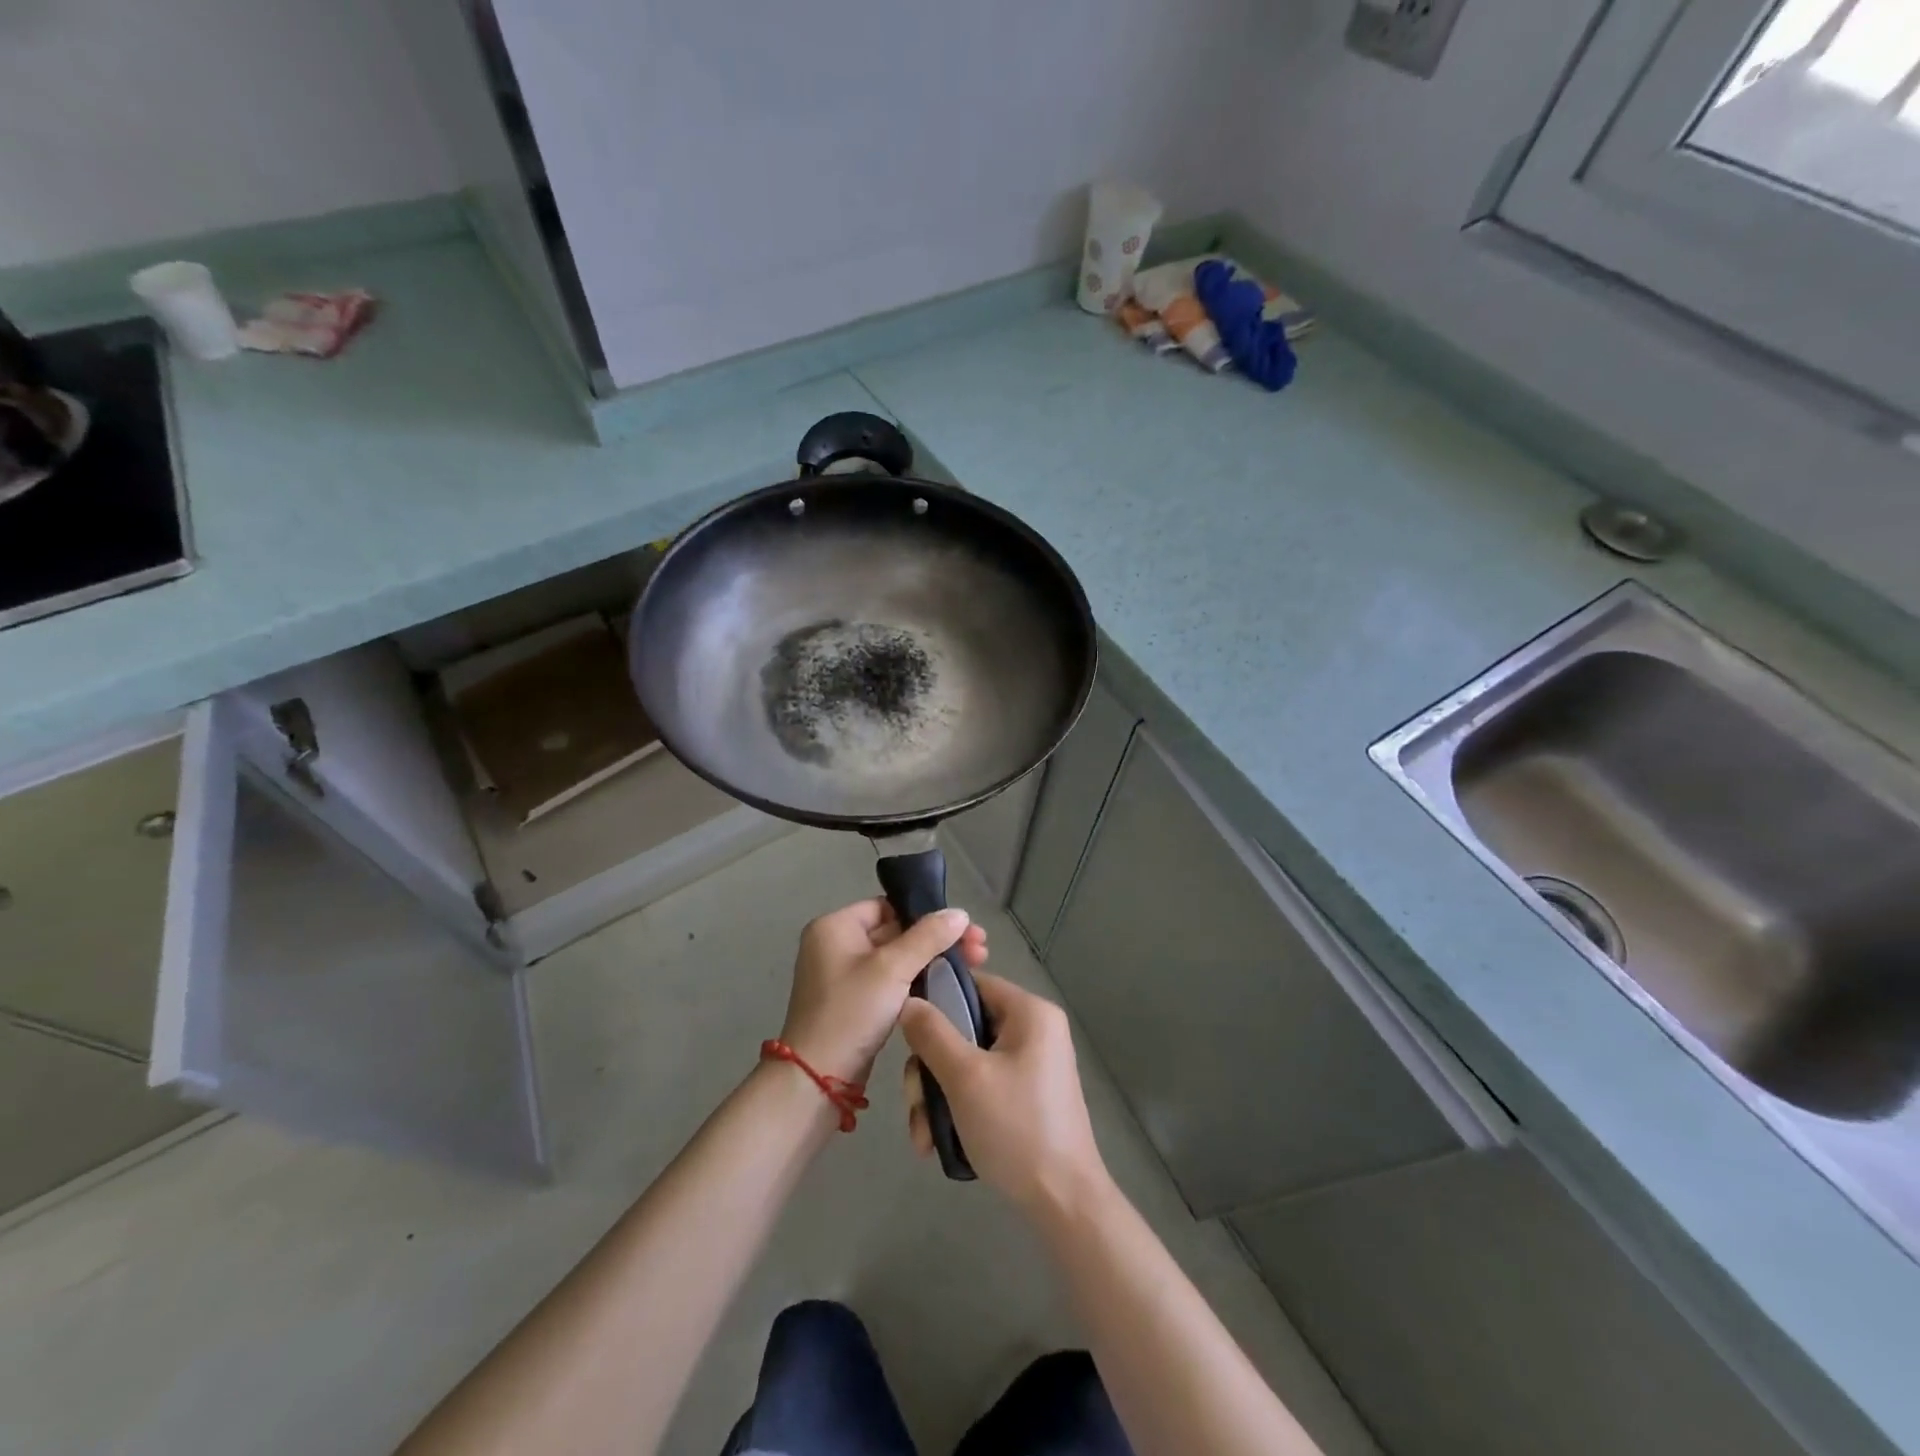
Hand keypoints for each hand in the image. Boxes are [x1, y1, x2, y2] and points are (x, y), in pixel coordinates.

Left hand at [780, 899, 988, 1085]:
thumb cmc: (851, 1012)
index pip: (887, 906)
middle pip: (896, 931)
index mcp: (835, 927)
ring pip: (897, 958)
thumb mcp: (892, 969)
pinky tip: (948, 984)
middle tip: (980, 948)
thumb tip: (960, 913)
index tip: (963, 927)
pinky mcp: (855, 1003)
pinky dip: (917, 980)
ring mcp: (844, 977)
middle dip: (938, 939)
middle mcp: (836, 945)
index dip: (925, 914)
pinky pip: (891, 981)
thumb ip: (927, 937)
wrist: (817, 1079)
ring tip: (975, 963)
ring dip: (932, 959)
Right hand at [899, 973, 1109, 1219]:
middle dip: (930, 1070)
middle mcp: (1033, 1031)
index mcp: (1030, 1012)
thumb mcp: (965, 1077)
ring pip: (966, 1062)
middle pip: (963, 1028)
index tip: (906, 1033)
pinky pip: (980, 1085)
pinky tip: (938, 1143)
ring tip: (925, 1138)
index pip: (972, 984)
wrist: (1064, 1204)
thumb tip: (909, 1001)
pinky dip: (957, 1109)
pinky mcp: (1024, 1095)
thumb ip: (932, 1034)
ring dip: (937, 1097)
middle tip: (916, 1105)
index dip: (935, 1001)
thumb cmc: (1016, 1128)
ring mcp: (1030, 1065)